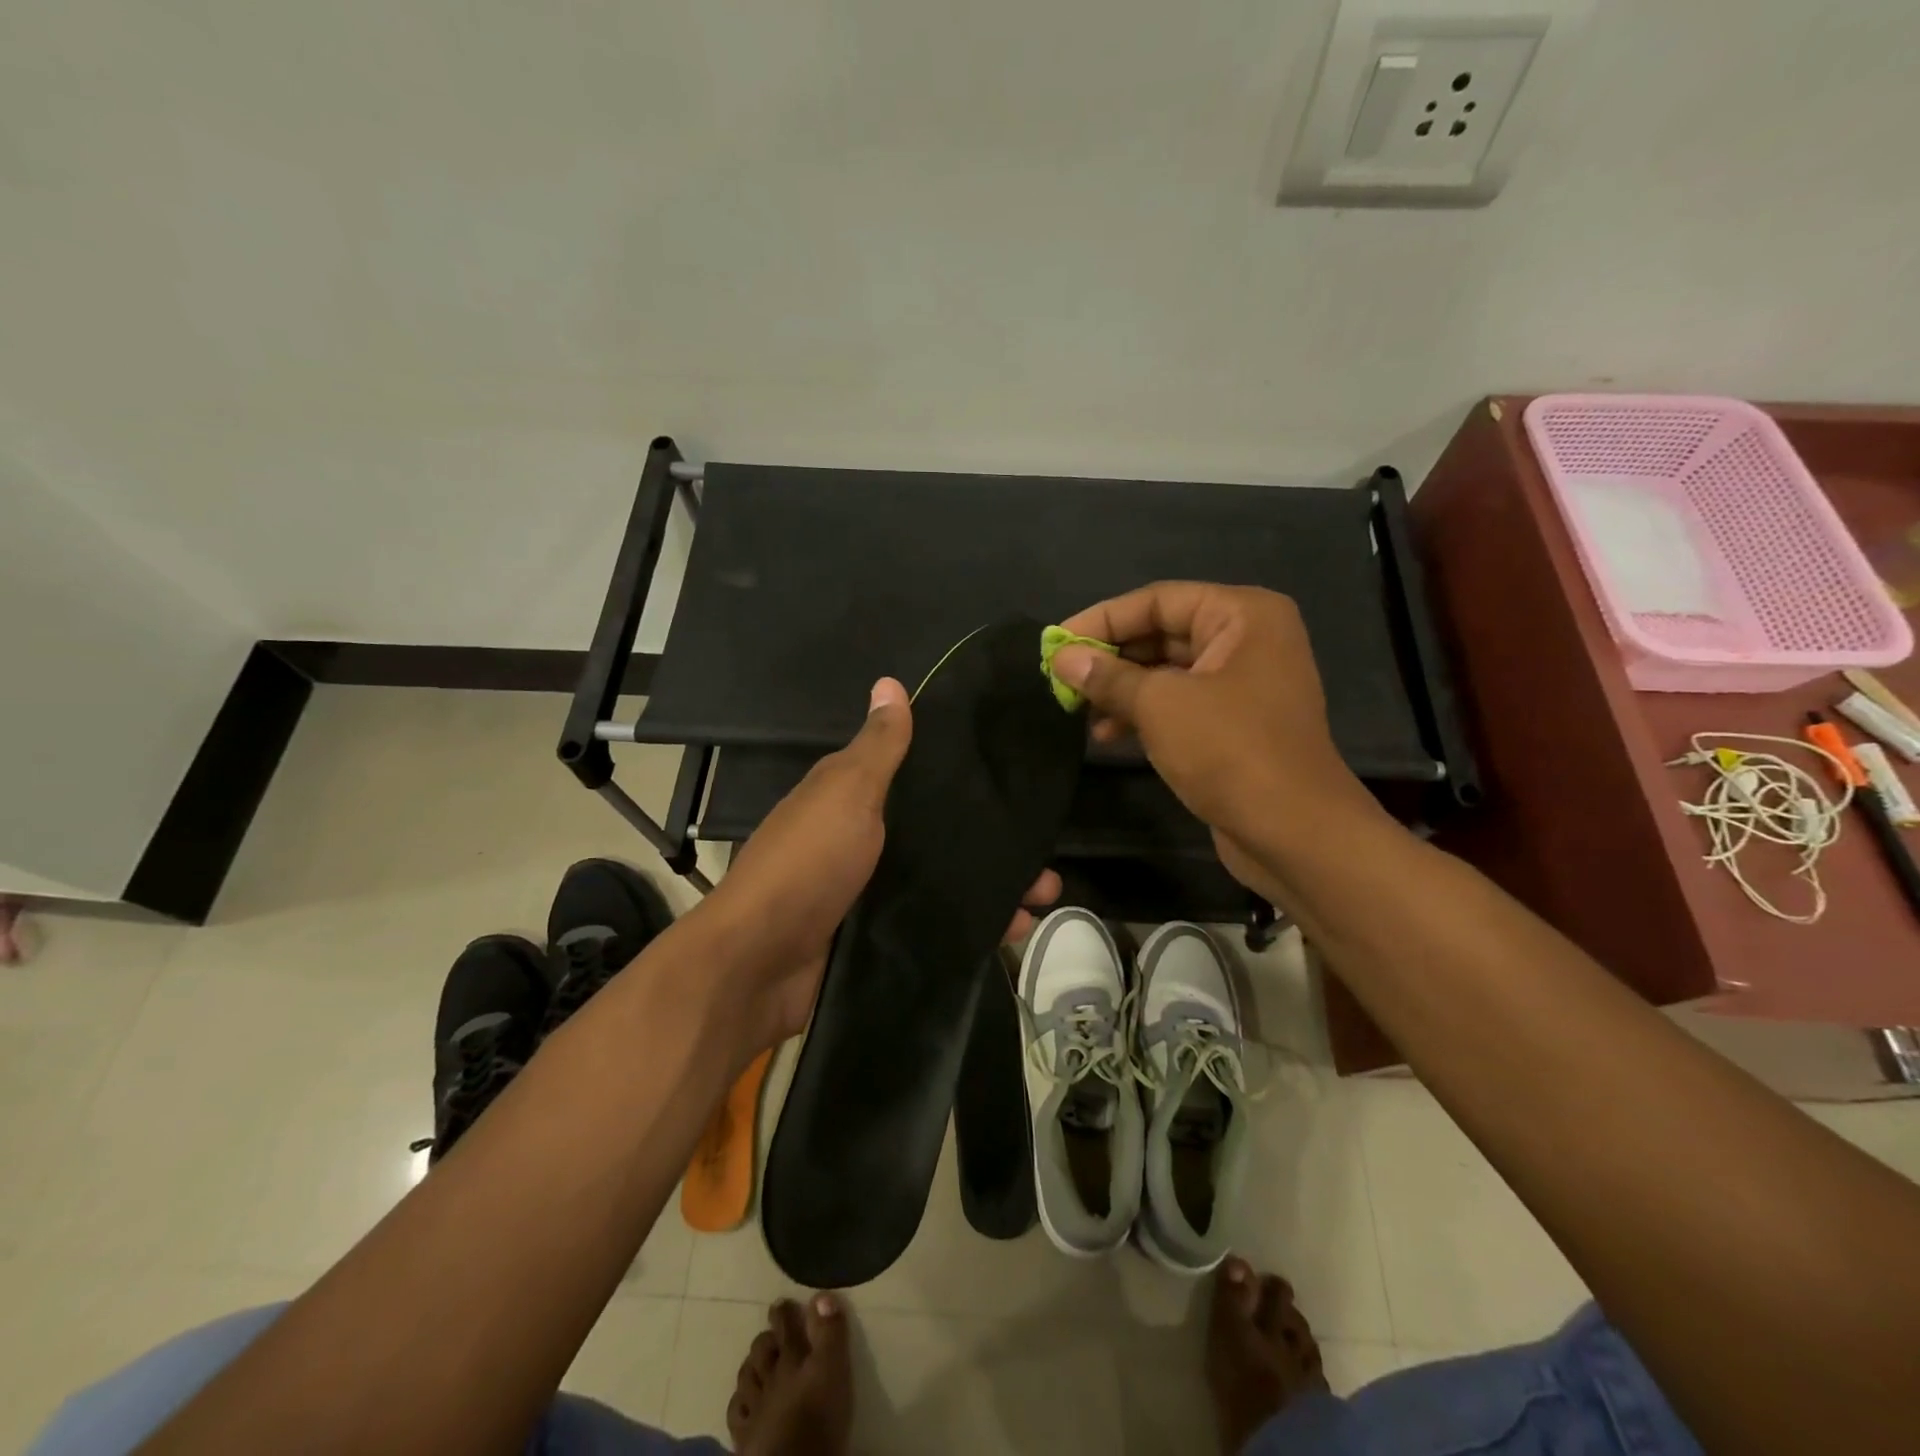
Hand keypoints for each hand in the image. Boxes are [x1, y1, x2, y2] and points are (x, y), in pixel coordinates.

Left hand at [698, 678, 1060, 1053]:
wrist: (760, 964)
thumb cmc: (808, 864)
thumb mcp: (846, 794)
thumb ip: (878, 748)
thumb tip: (889, 682)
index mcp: (854, 799)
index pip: (919, 778)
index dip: (964, 778)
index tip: (1014, 780)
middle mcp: (866, 841)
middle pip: (940, 836)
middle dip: (991, 845)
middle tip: (1045, 859)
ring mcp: (873, 893)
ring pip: (945, 882)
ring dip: (992, 888)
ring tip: (1042, 898)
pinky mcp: (879, 937)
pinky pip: (935, 925)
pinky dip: (971, 928)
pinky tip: (1012, 931)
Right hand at [1050, 582, 1379, 895]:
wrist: (1295, 832)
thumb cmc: (1230, 751)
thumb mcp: (1160, 705)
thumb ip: (1108, 677)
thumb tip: (1062, 658)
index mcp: (1242, 615)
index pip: (1156, 601)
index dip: (1101, 620)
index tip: (1055, 645)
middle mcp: (1247, 640)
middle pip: (1161, 633)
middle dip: (1109, 658)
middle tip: (1060, 679)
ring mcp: (1242, 684)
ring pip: (1166, 672)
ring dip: (1120, 690)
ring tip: (1076, 712)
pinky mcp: (1233, 723)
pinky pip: (1178, 704)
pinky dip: (1142, 714)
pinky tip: (1105, 735)